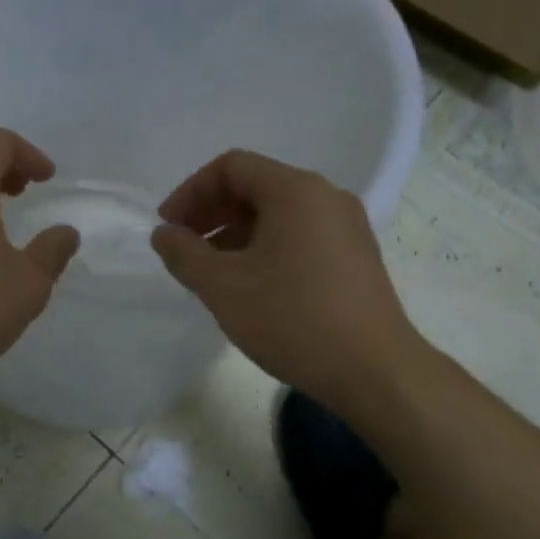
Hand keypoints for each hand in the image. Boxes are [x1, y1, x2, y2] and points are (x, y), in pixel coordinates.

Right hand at [151, 150, 421, 410]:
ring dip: (235, 233)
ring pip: (277, 213)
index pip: (231, 167)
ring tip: (211, 272)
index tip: (168, 228)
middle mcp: (325, 197)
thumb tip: (164, 234)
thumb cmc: (293, 320)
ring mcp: (346, 226)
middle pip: (256, 186)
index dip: (190, 192)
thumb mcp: (223, 287)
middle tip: (184, 248)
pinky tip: (250, 285)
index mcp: (295, 191)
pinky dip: (265, 247)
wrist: (375, 371)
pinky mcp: (355, 256)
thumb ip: (184, 254)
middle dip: (211, 212)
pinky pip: (299, 235)